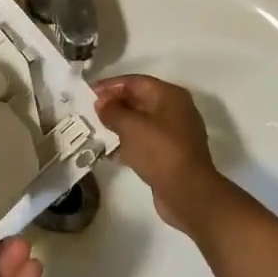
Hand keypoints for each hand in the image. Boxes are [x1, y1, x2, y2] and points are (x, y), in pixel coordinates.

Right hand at [94, 75, 231, 235]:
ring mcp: (174, 134)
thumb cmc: (160, 152)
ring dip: (118, 126)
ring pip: (140, 122)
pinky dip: (127, 144)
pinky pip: (144, 142)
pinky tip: (108, 152)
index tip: (88, 93)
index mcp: (170, 96)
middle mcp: (174, 110)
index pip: (135, 82)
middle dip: (113, 106)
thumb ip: (112, 111)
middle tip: (89, 113)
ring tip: (95, 131)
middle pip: (138, 100)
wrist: (189, 194)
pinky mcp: (170, 155)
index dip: (110, 86)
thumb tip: (101, 103)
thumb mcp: (131, 126)